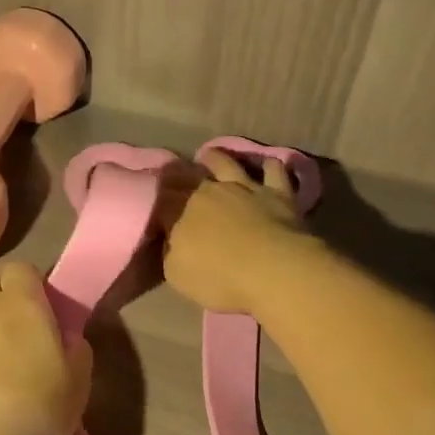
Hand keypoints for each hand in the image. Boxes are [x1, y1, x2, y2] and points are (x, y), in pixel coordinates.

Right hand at [158, 149, 319, 314]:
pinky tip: (267, 164)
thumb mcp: (178, 275)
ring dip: (216, 158)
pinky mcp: (277, 192)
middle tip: (177, 175)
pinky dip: (269, 166)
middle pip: (190, 176)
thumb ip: (170, 253)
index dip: (159, 198)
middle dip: (182, 174)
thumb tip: (171, 240)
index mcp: (181, 211)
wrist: (273, 270)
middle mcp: (210, 191)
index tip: (157, 201)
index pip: (163, 199)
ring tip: (210, 156)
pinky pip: (273, 171)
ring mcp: (245, 187)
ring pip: (227, 163)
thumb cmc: (220, 278)